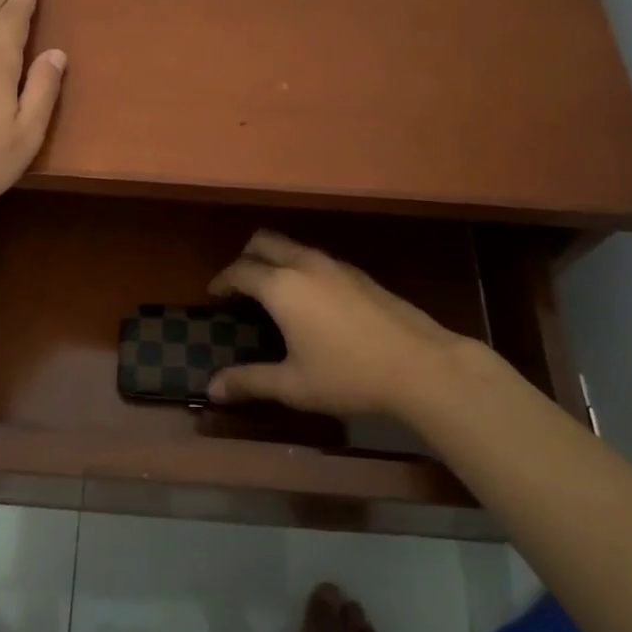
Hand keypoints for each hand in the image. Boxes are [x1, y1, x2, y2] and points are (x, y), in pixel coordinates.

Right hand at [206, 230, 478, 417]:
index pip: (240, 271)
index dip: (222, 280)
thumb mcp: (293, 385)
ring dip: (274, 259)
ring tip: (271, 290)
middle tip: (238, 284)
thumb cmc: (348, 376)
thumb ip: (250, 382)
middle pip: (263, 241)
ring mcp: (334, 265)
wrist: (420, 365)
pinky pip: (315, 258)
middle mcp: (304, 264)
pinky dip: (299, 266)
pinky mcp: (358, 273)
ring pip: (292, 245)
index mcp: (281, 286)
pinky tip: (310, 300)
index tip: (213, 293)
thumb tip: (212, 389)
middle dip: (245, 257)